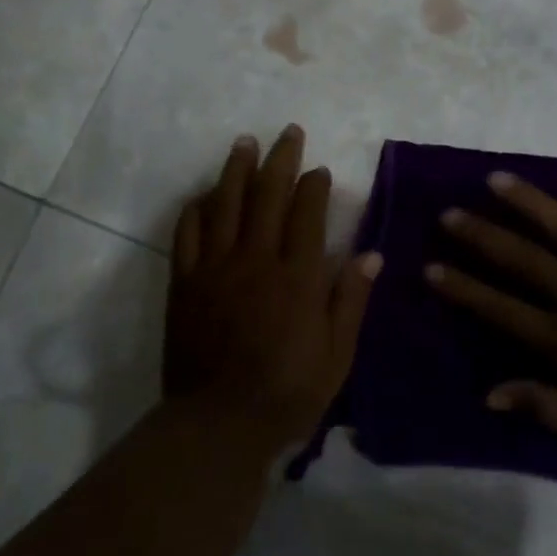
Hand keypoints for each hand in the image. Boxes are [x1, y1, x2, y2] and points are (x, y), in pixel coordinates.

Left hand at [165, 126, 381, 446]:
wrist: (219, 423)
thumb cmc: (288, 393)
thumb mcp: (337, 354)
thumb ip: (351, 299)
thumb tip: (371, 253)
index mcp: (298, 276)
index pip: (307, 212)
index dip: (314, 185)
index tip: (319, 170)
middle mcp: (256, 259)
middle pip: (267, 194)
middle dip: (280, 158)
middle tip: (287, 132)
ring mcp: (215, 267)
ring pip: (225, 203)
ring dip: (236, 169)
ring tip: (244, 143)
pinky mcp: (185, 282)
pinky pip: (188, 233)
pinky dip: (197, 208)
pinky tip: (205, 195)